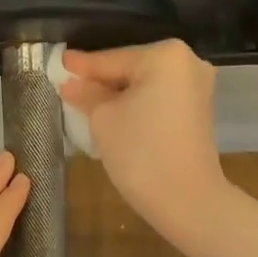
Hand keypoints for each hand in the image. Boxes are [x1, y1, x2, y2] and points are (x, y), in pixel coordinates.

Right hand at [59, 40, 227, 242]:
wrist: (187, 200)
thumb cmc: (141, 152)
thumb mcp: (103, 119)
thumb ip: (86, 94)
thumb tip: (71, 84)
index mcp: (164, 56)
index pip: (111, 59)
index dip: (82, 66)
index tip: (59, 63)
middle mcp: (188, 63)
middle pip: (130, 68)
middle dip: (101, 80)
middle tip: (69, 86)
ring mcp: (197, 87)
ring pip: (145, 84)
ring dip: (118, 94)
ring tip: (86, 101)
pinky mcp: (199, 110)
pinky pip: (158, 98)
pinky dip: (137, 104)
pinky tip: (114, 113)